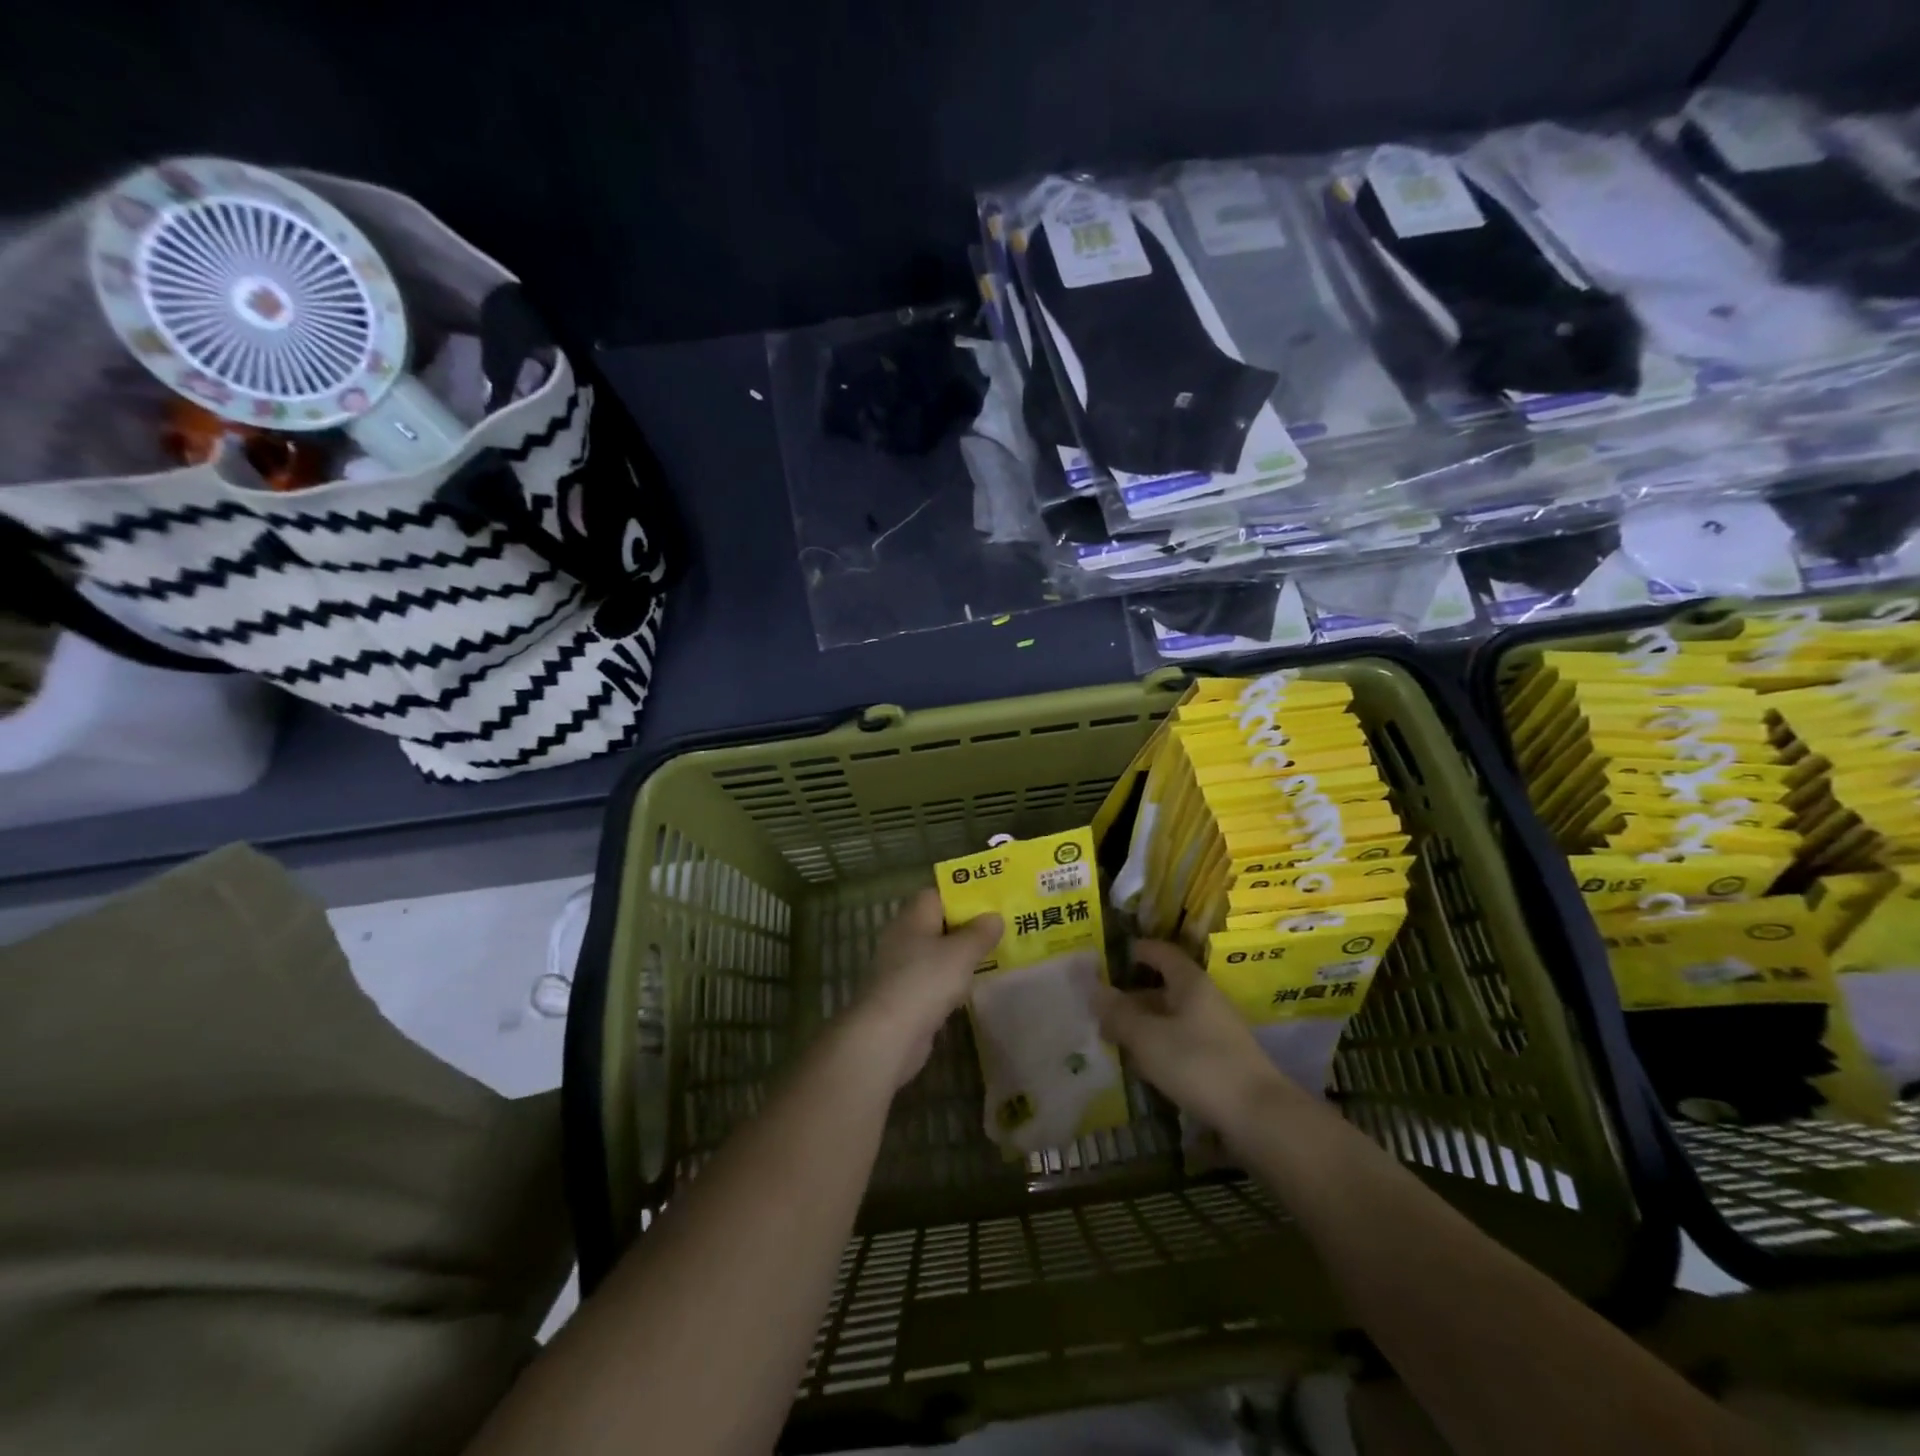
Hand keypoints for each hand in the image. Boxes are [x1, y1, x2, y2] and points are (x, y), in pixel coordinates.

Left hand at [847, 889, 1001, 1088]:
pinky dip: (950, 981)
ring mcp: (901, 967)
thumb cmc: (926, 981)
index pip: (937, 894)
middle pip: (937, 923)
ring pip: (936, 953)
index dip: (963, 896)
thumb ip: (980, 933)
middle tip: (999, 930)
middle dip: (966, 927)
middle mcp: (903, 936)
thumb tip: (994, 916)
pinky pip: (933, 979)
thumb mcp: (962, 952)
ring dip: (959, 956)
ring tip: (993, 957)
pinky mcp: (904, 995)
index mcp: (913, 916)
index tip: (991, 903)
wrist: (888, 1035)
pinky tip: (970, 988)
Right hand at [1096, 940, 1290, 1131]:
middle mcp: (1204, 1001)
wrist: (1259, 1117)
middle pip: (1164, 987)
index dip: (1137, 950)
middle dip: (1132, 996)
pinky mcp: (1220, 1062)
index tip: (1112, 955)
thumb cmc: (1198, 1064)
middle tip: (1100, 1007)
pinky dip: (1158, 1048)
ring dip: (1143, 1025)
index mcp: (1190, 983)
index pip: (1161, 952)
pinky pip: (1181, 1044)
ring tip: (1112, 1037)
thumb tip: (1093, 989)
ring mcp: (1215, 1032)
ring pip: (1171, 1018)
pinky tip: (1141, 1066)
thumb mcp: (1147, 1037)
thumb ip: (1118, 1013)